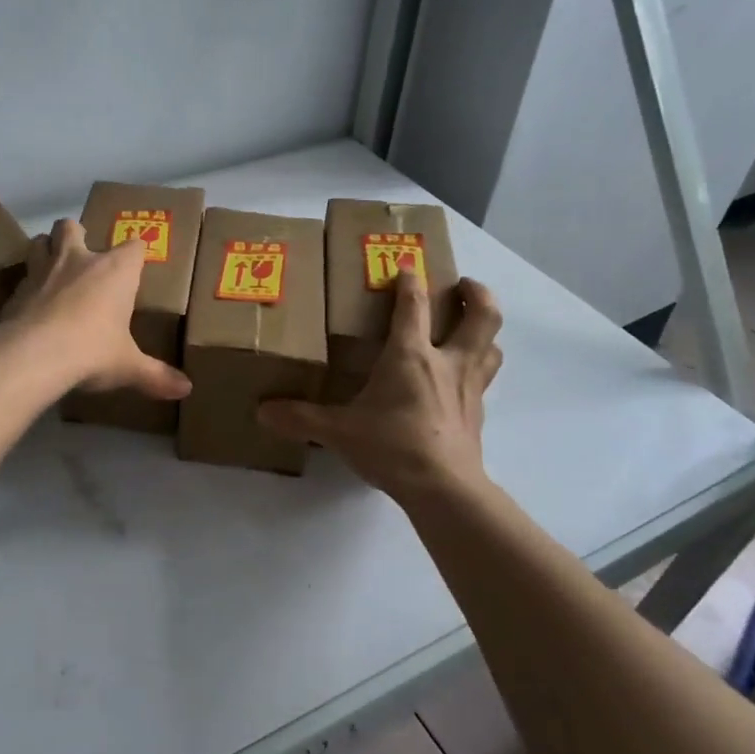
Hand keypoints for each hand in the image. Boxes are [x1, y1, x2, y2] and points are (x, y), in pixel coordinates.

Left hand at [0, 219, 191, 400]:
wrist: (34, 356)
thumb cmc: (93, 351)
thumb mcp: (128, 367)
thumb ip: (156, 375)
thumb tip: (186, 389)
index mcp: (114, 271)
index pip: (133, 246)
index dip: (136, 252)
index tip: (138, 262)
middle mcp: (77, 260)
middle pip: (72, 226)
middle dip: (76, 234)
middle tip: (82, 255)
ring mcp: (42, 272)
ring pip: (39, 242)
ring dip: (46, 250)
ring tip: (52, 270)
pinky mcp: (15, 291)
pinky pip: (22, 279)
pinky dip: (28, 288)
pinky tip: (31, 307)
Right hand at [258, 272, 501, 499]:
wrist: (443, 488)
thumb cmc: (391, 446)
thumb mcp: (338, 431)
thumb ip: (300, 418)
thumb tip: (262, 411)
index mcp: (411, 355)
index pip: (414, 304)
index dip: (411, 280)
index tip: (406, 266)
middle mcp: (447, 362)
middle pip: (482, 315)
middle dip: (477, 293)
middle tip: (463, 285)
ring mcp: (469, 388)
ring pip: (492, 345)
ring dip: (486, 329)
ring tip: (471, 326)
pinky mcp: (478, 413)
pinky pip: (486, 379)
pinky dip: (479, 368)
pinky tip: (462, 379)